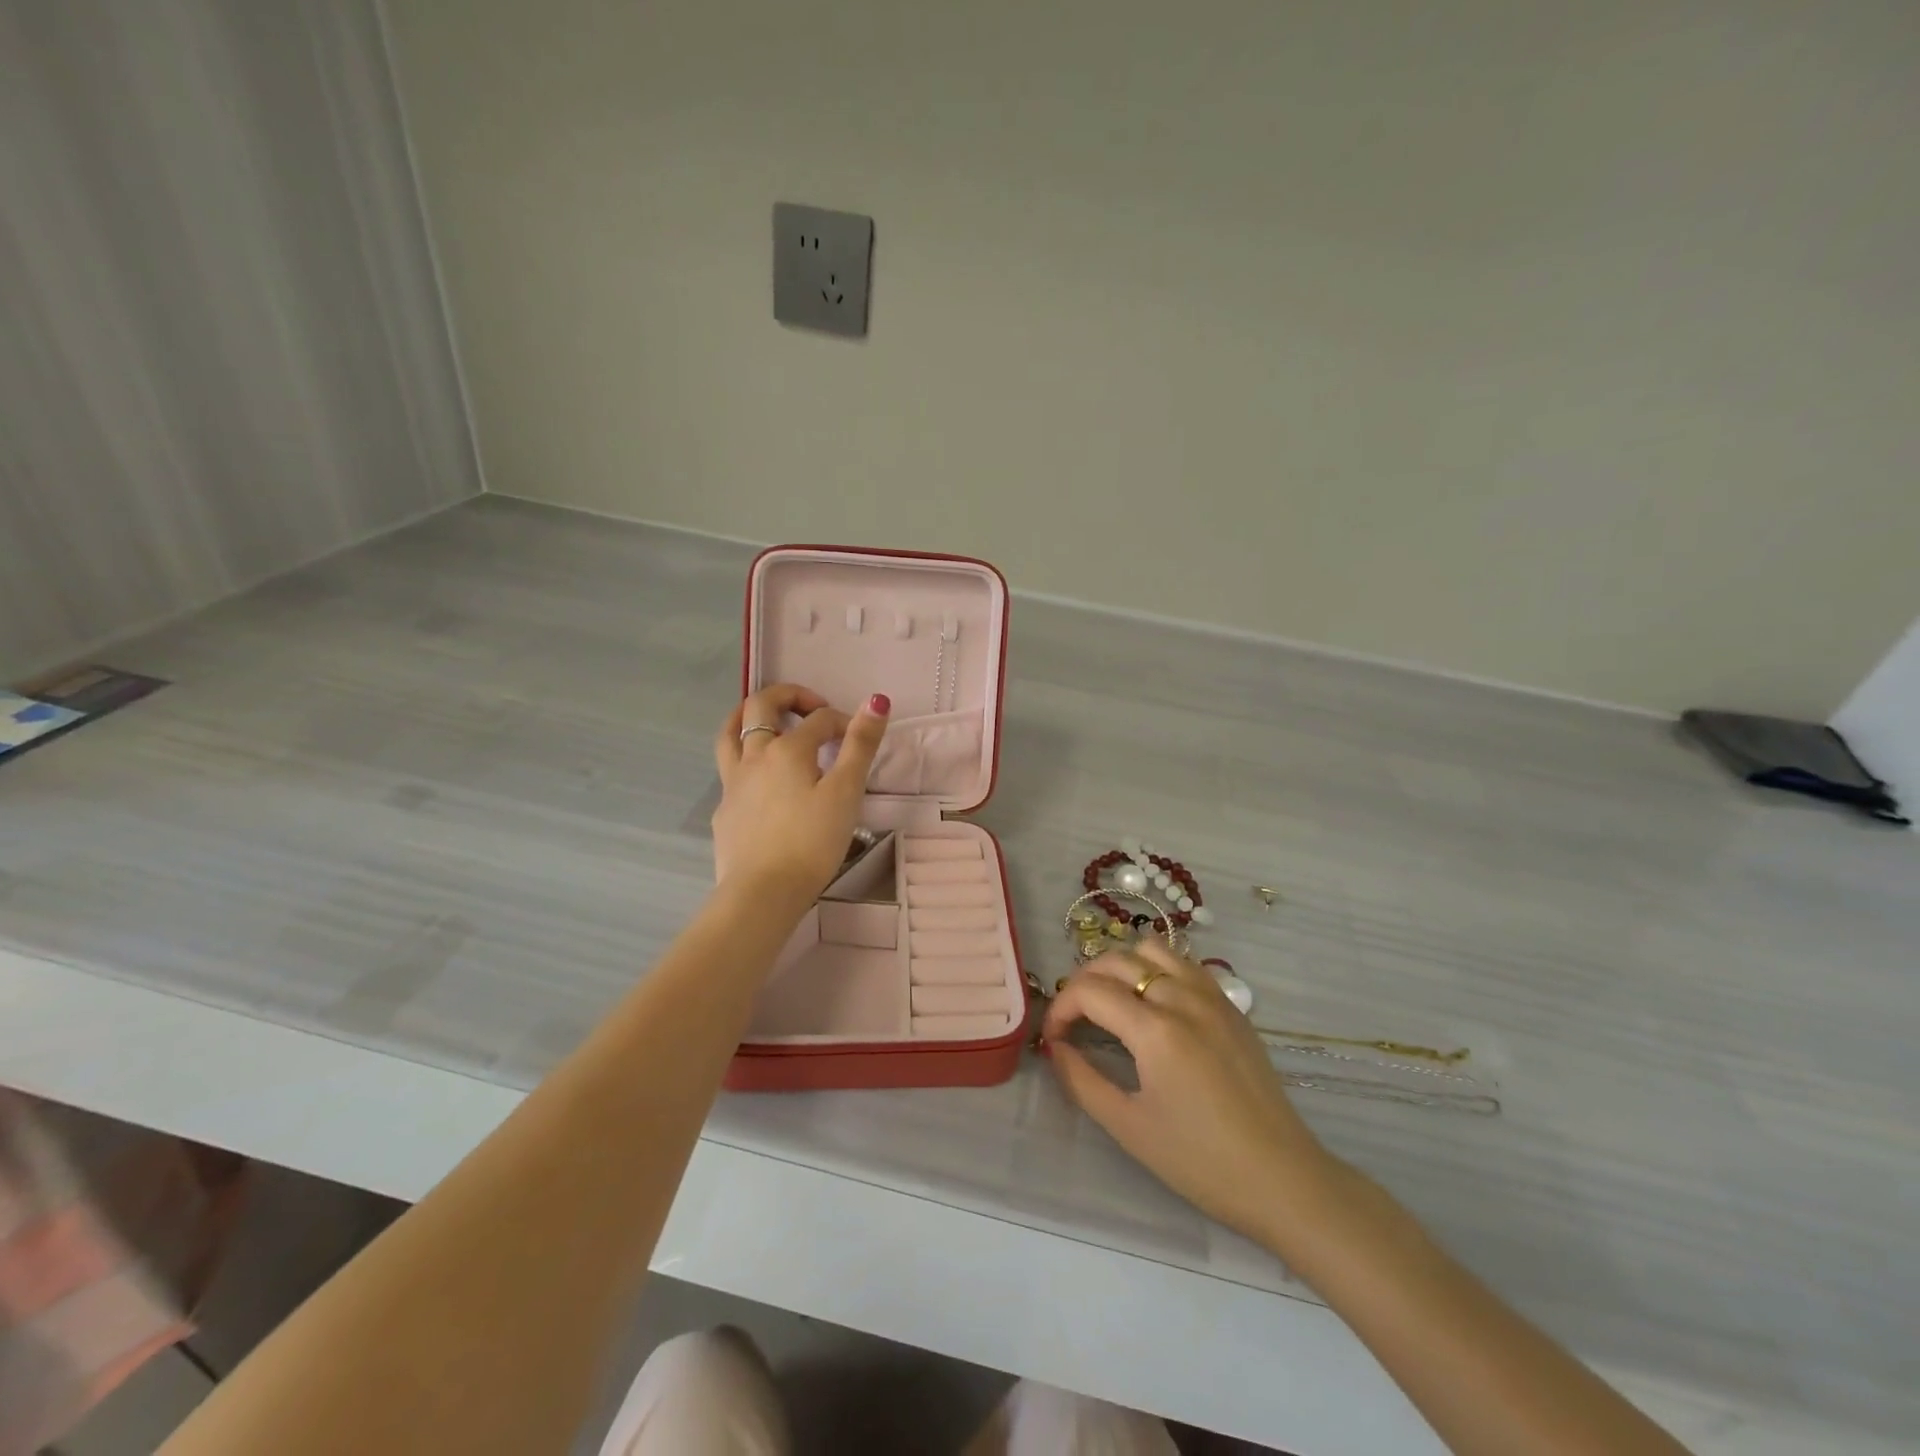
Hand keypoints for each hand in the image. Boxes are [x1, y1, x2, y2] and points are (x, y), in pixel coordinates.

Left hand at [711, 684, 890, 899]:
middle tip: (812, 708)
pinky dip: (746, 760)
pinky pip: (730, 771)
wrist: (763, 893)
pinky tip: (760, 781)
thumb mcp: (846, 792)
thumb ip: (860, 745)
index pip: (819, 719)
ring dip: (748, 715)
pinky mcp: (724, 810)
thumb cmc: (812, 842)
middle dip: (788, 696)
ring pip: (730, 733)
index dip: (844, 722)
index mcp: (786, 749)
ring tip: (768, 720)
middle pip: (760, 706)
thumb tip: (877, 700)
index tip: (861, 739)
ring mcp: (733, 783)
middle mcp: (753, 756)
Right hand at [1043, 940, 1338, 1245]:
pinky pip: (1184, 964)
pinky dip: (1157, 969)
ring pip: (1152, 950)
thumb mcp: (1129, 1127)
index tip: (1053, 1037)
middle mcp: (1183, 999)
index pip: (1090, 991)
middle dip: (1083, 982)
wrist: (1283, 1179)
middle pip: (1116, 960)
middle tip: (1074, 1019)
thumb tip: (1055, 1047)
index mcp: (1156, 1030)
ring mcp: (1212, 997)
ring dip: (1122, 967)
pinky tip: (1153, 1003)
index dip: (1060, 1008)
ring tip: (1112, 1002)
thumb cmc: (1201, 1161)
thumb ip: (1082, 1080)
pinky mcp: (1231, 1006)